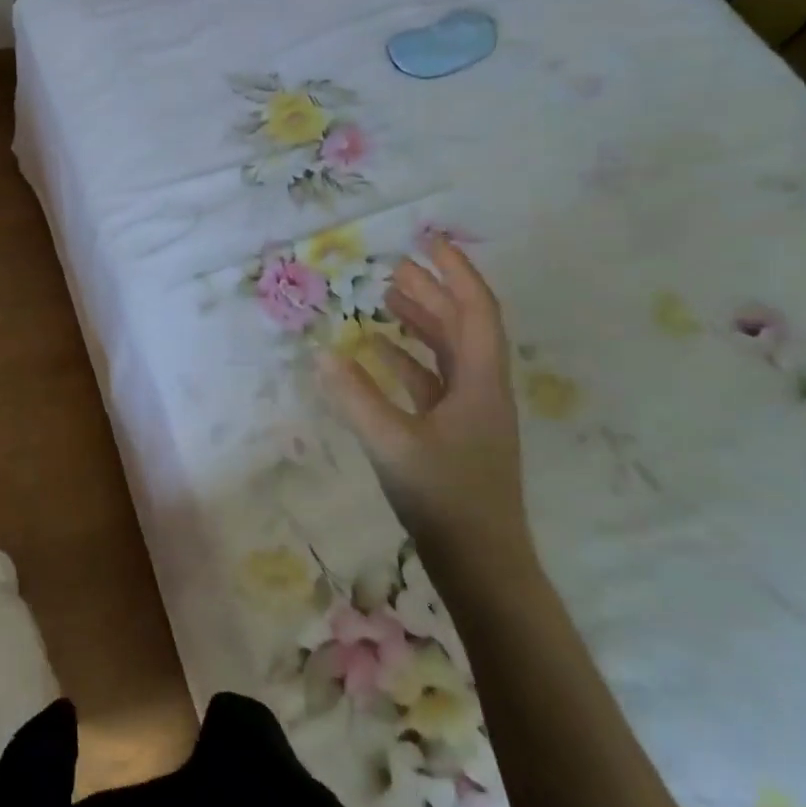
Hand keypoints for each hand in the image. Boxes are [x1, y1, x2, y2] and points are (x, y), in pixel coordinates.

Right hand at [316, 237, 530, 575]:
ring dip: (419, 322)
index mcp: (480, 382)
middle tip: (395, 264)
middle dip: (432, 291)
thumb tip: (323, 353)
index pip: (475, 311)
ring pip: (446, 353)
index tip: (430, 240)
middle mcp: (480, 390)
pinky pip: (429, 382)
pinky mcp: (452, 435)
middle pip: (461, 326)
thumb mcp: (392, 443)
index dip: (456, 272)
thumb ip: (355, 396)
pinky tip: (375, 354)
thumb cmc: (446, 498)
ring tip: (385, 297)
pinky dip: (405, 361)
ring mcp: (468, 414)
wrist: (482, 565)